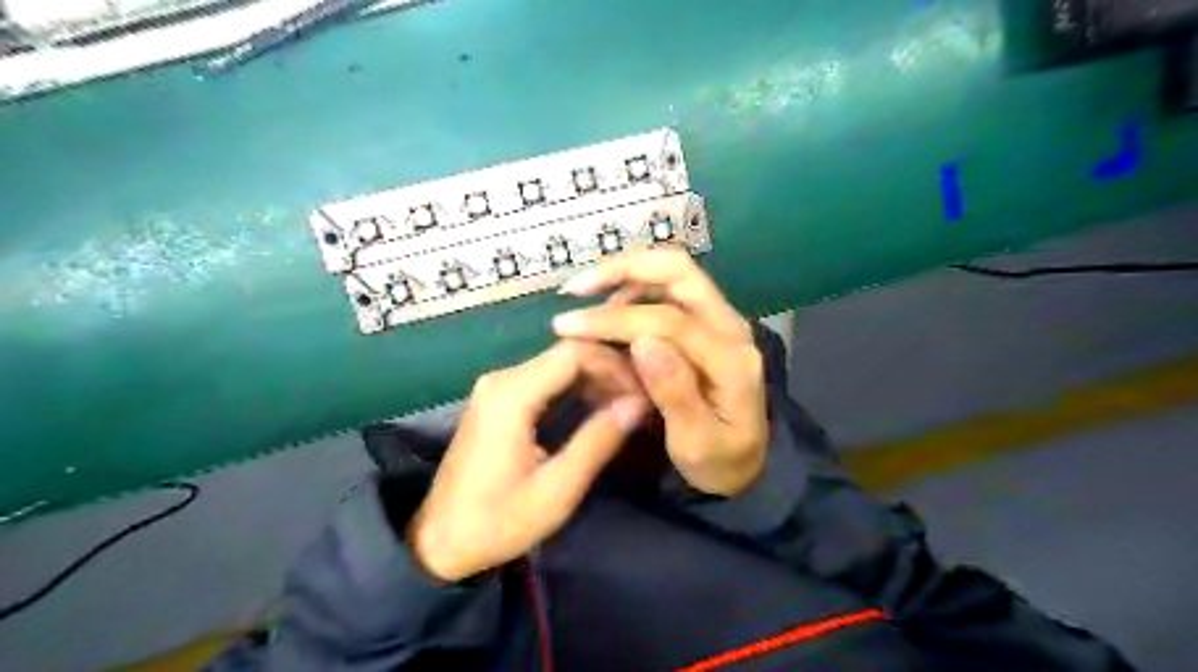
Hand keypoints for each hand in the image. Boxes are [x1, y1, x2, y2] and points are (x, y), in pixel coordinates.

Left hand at [408, 340, 646, 581]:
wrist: (438, 541)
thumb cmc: (496, 522)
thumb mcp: (556, 490)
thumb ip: (597, 441)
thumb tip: (639, 402)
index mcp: (511, 395)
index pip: (574, 352)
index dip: (615, 364)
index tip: (645, 389)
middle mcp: (502, 379)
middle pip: (568, 352)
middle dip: (610, 370)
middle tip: (643, 397)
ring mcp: (498, 387)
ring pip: (559, 363)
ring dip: (597, 378)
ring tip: (629, 403)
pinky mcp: (499, 399)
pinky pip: (546, 379)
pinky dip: (578, 387)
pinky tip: (601, 407)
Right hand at [551, 246, 766, 497]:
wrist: (745, 464)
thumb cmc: (718, 460)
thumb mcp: (696, 443)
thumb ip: (674, 392)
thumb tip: (642, 342)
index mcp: (731, 360)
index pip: (670, 321)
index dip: (615, 319)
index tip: (566, 327)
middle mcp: (730, 326)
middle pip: (679, 271)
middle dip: (622, 269)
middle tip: (575, 288)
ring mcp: (720, 319)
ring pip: (672, 273)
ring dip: (625, 275)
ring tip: (584, 298)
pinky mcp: (706, 322)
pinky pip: (668, 290)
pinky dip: (633, 288)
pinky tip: (607, 309)